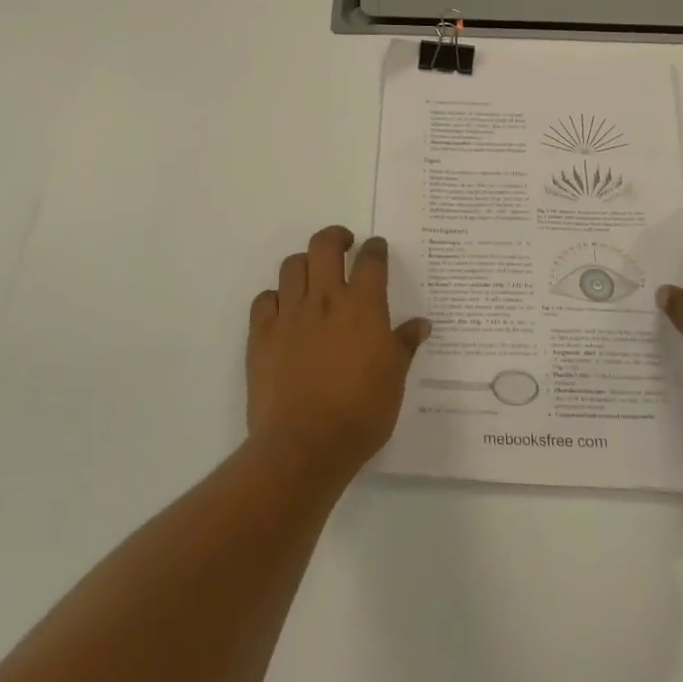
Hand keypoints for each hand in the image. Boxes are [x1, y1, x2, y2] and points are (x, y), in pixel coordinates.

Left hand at [246, 226, 430, 485]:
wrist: (305, 444)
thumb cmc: (361, 413)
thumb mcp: (394, 379)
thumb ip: (404, 345)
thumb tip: (420, 324)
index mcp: (363, 307)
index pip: (371, 260)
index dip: (375, 248)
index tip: (377, 248)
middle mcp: (325, 300)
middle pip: (324, 246)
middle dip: (336, 237)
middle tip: (344, 245)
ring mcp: (289, 314)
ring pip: (292, 265)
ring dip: (305, 263)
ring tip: (313, 276)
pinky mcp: (261, 334)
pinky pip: (265, 298)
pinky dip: (276, 297)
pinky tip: (284, 310)